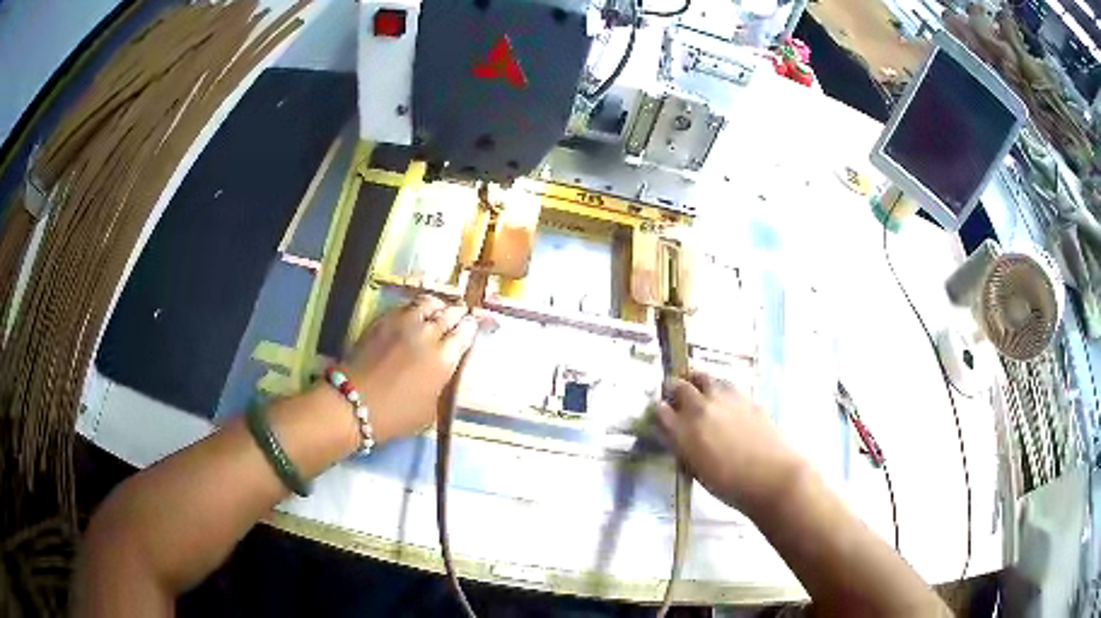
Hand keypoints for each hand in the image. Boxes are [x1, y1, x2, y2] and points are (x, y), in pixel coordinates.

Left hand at [341, 295, 477, 442]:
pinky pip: (407, 305)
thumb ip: (443, 381)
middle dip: (459, 313)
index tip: (473, 327)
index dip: (472, 327)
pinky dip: (417, 307)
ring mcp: (404, 323)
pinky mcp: (383, 319)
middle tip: (461, 316)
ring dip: (438, 306)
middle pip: (450, 313)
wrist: (353, 402)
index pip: (466, 332)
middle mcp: (428, 334)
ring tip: (439, 310)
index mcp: (444, 359)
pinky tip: (416, 314)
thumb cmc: (395, 415)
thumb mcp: (431, 407)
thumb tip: (447, 366)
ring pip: (429, 303)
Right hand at [655, 372, 806, 513]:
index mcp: (684, 433)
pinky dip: (720, 387)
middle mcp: (701, 410)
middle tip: (675, 391)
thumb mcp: (698, 473)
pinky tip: (724, 397)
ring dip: (697, 381)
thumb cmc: (731, 486)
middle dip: (675, 387)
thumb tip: (682, 438)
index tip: (662, 410)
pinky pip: (727, 385)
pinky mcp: (747, 398)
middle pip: (681, 387)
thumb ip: (686, 450)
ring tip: (698, 385)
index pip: (662, 411)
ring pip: (705, 378)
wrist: (773, 477)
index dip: (660, 409)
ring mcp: (726, 400)